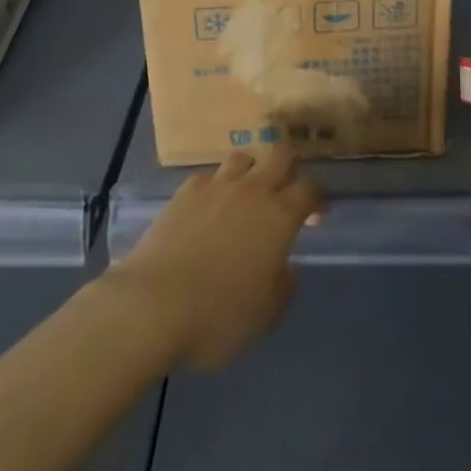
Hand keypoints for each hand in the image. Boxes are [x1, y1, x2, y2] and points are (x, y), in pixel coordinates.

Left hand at [107, 149, 320, 369]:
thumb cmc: (217, 316)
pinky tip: (208, 207)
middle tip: (284, 191)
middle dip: (288, 167)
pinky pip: (208, 177)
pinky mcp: (185, 191)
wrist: (154, 304)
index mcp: (279, 216)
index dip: (316, 199)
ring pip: (243, 156)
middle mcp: (252, 190)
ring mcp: (217, 185)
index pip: (309, 188)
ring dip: (251, 170)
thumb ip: (283, 287)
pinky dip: (214, 187)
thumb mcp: (264, 317)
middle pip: (280, 154)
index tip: (315, 216)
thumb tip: (285, 268)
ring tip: (246, 193)